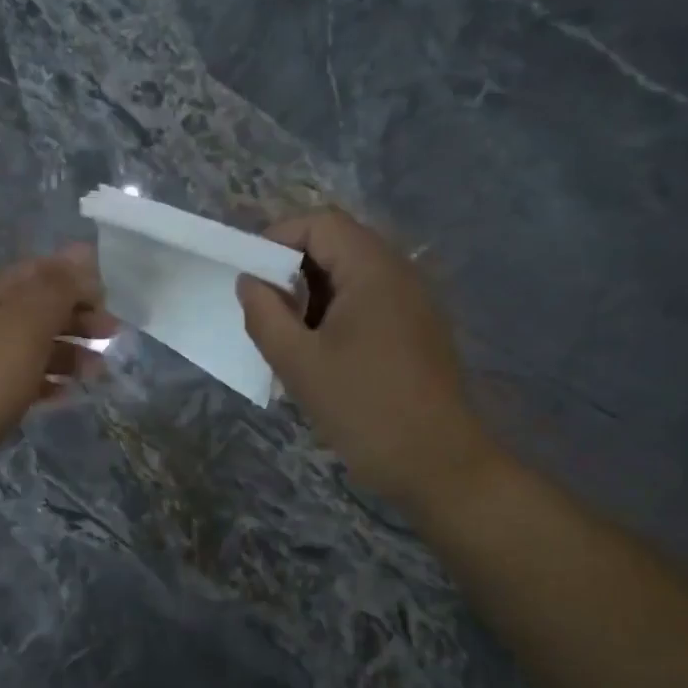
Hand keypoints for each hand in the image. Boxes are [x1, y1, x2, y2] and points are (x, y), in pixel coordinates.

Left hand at [0, 247, 113, 474]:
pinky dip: (46, 383)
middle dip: (78, 318)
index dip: (79, 280)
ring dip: (68, 354)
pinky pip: (21, 381)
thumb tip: (83, 250)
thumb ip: (56, 289)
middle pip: (38, 308)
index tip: (113, 302)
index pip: (42, 271)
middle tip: (113, 337)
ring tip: (97, 373)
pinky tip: (67, 395)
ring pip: (32, 347)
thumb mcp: (24, 326)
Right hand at [237, 209, 495, 509]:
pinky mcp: (417, 330)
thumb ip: (264, 315)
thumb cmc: (364, 409)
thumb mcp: (299, 363)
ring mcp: (414, 302)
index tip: (250, 278)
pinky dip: (336, 314)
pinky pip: (369, 302)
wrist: (438, 465)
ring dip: (312, 295)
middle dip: (292, 269)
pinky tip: (320, 355)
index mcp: (373, 269)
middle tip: (264, 310)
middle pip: (337, 244)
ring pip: (351, 276)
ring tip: (288, 337)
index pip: (320, 223)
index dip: (276, 238)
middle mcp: (400, 273)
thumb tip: (249, 281)